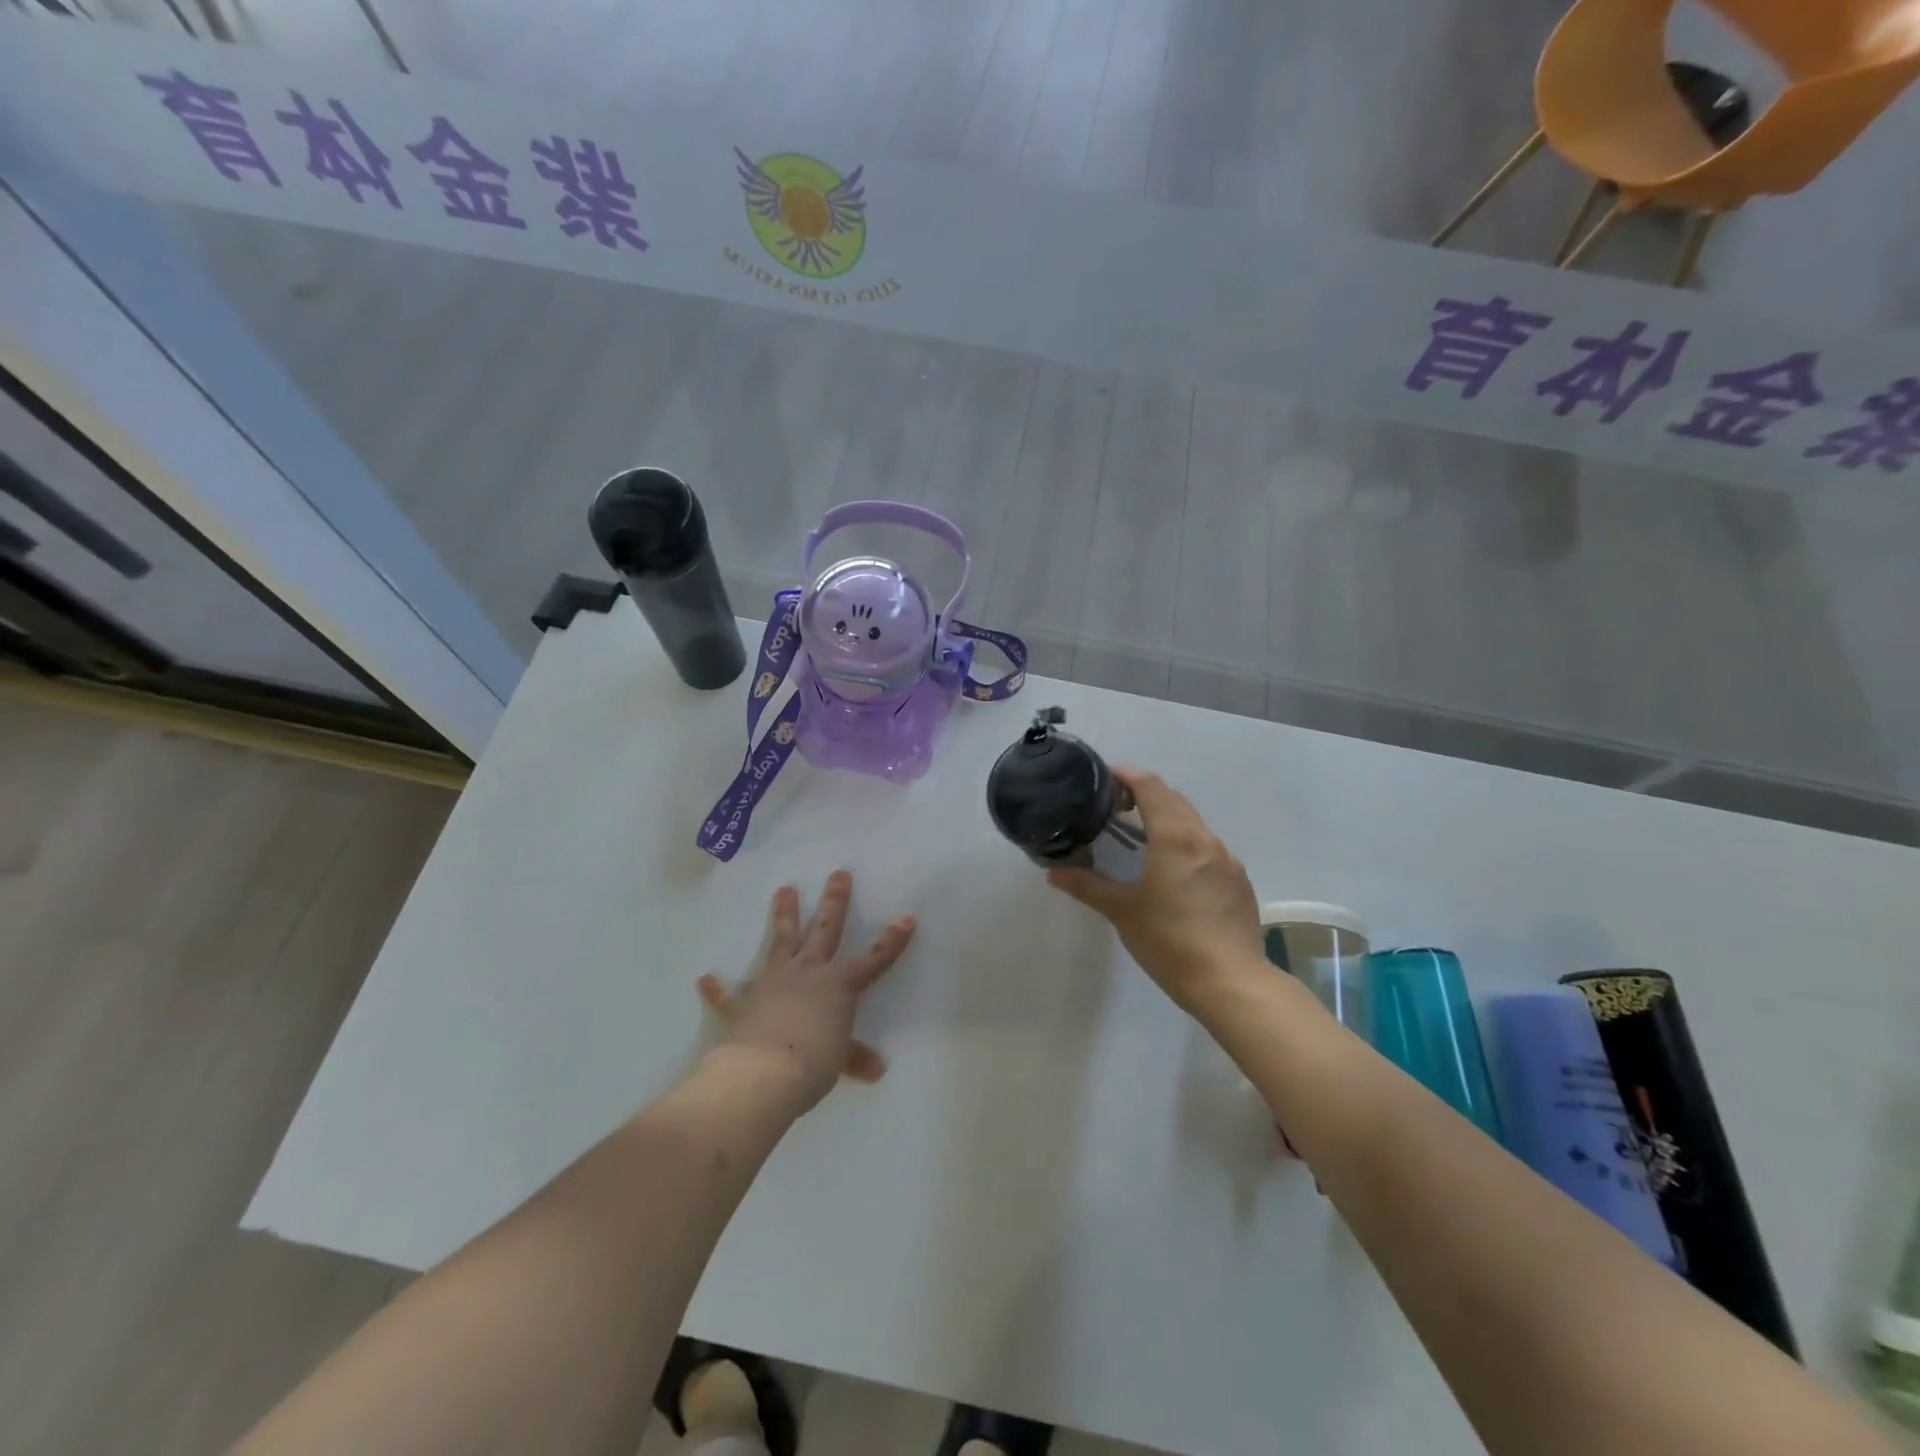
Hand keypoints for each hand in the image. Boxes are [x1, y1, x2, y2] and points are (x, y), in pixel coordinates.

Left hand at [696, 871, 915, 1112]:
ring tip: (784, 890)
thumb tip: (876, 1069)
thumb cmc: (813, 1064)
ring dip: (784, 915)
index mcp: (839, 985)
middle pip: (825, 930)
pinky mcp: (744, 1003)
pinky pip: (729, 994)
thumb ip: (855, 1057)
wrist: (762, 1073)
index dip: (893, 940)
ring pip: (782, 941)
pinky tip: (705, 978)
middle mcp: (809, 973)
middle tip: (839, 874)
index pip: (874, 959)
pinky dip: (718, 988)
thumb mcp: (840, 1061)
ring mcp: (774, 982)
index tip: (908, 916)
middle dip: (834, 901)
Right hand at [1047, 768, 1263, 1010]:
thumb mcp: (1122, 911)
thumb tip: (1053, 873)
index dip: (1128, 774)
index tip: (1106, 777)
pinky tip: (1174, 873)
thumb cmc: (1170, 940)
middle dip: (1146, 794)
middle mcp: (1205, 839)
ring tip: (1142, 838)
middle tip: (1116, 805)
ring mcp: (1228, 860)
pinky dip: (1187, 845)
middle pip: (1174, 800)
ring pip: (1194, 825)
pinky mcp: (1239, 882)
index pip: (1151, 787)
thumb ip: (1087, 886)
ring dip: (1168, 819)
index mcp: (1175, 837)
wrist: (1231, 983)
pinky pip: (1209, 849)